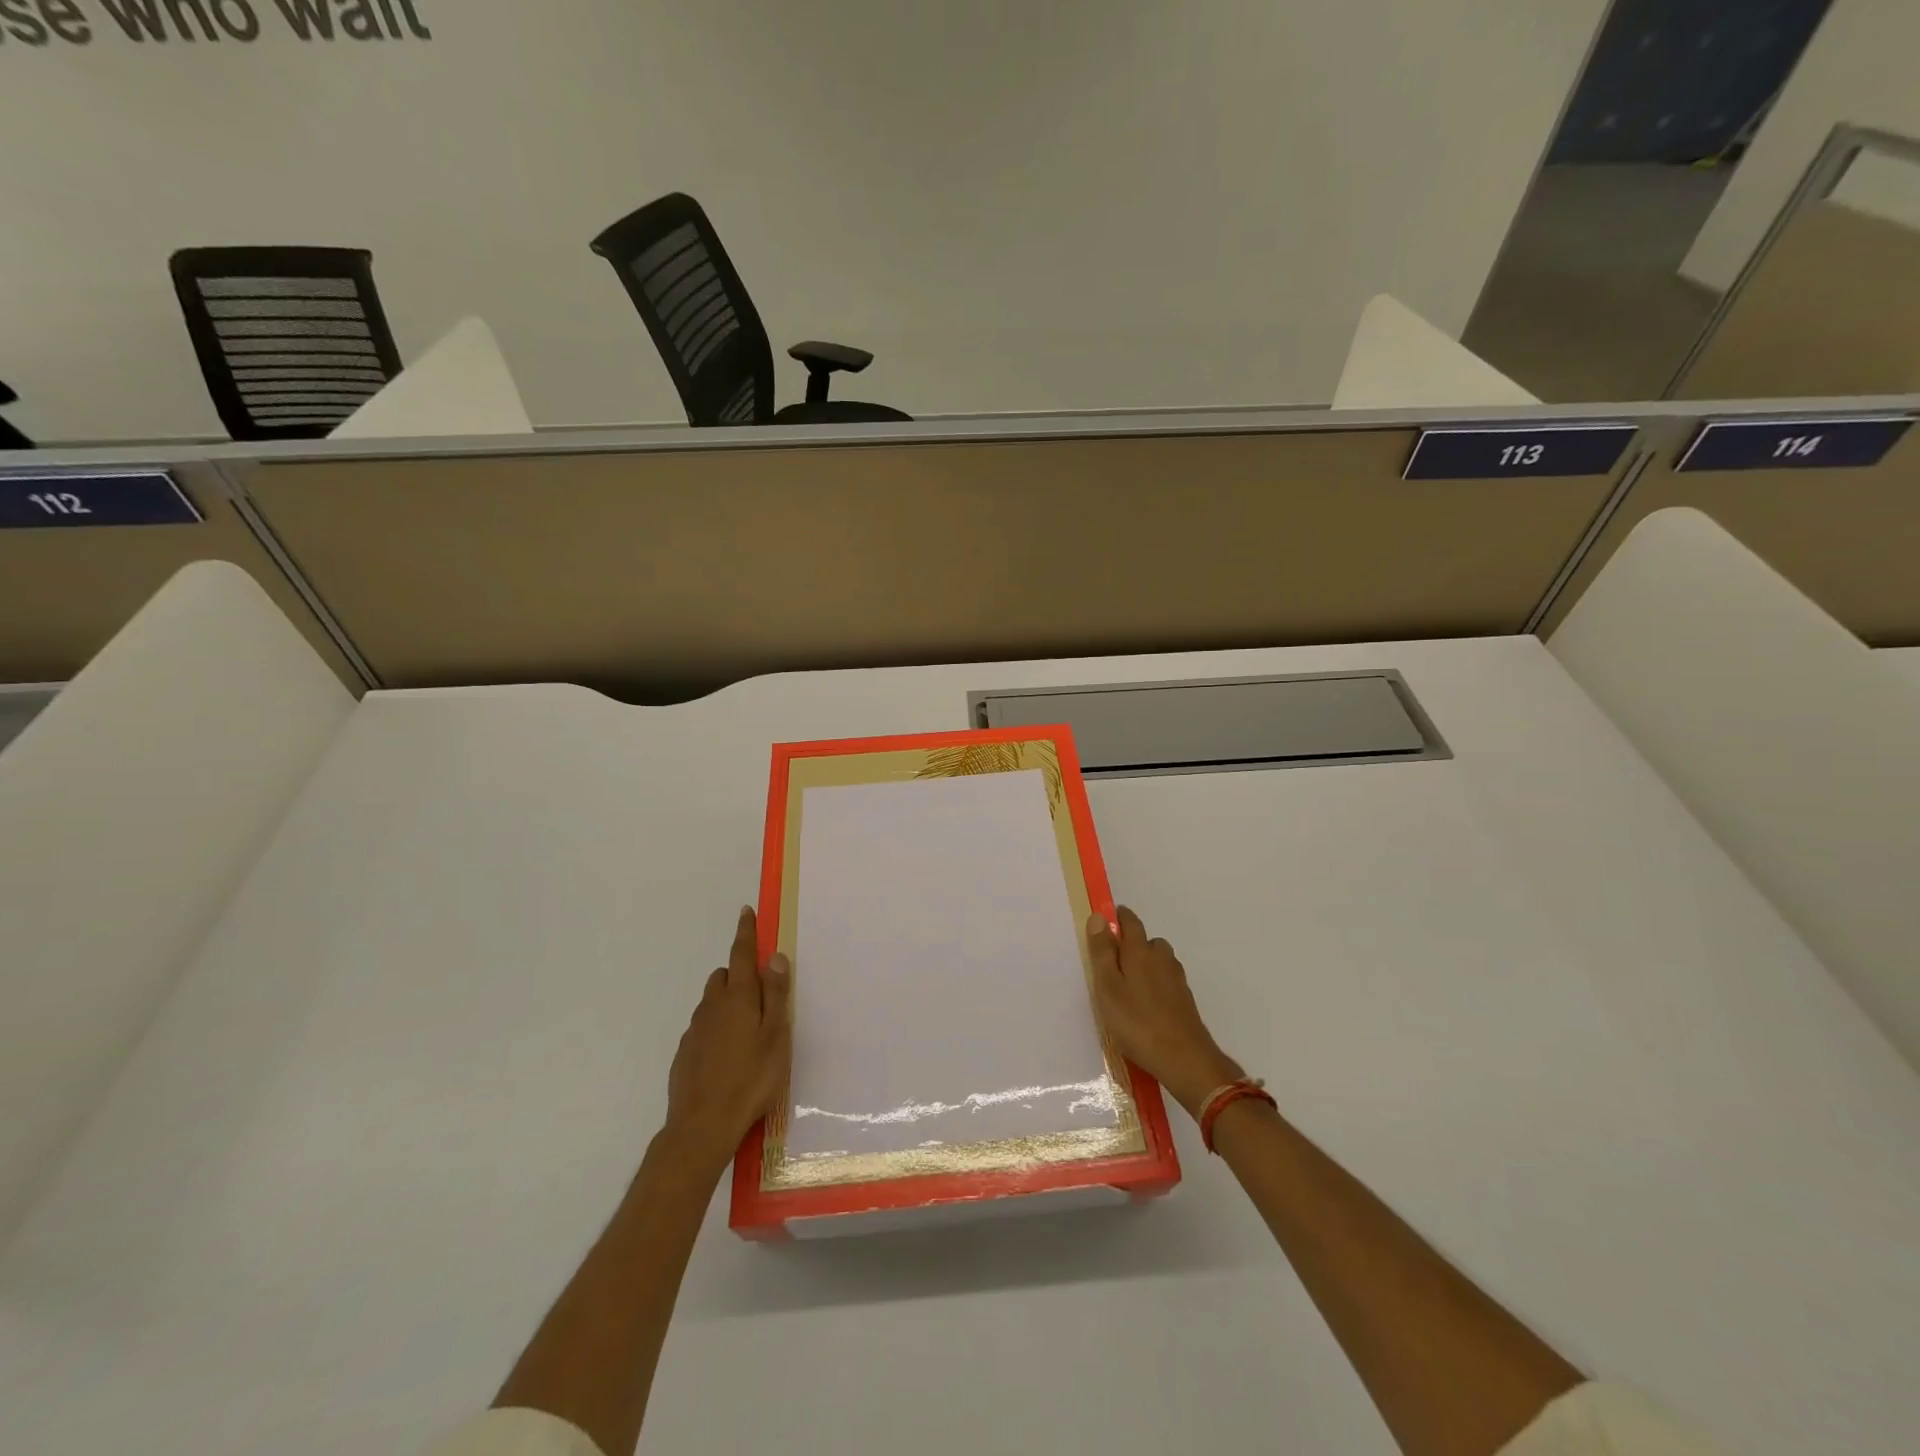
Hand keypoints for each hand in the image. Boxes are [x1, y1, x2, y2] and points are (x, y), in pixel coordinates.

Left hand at [660, 907, 791, 1177]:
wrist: (701, 1127)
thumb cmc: (751, 1079)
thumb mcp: (776, 1036)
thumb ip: (776, 995)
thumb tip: (774, 956)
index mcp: (739, 998)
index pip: (742, 954)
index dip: (745, 932)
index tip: (746, 912)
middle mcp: (713, 1006)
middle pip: (725, 976)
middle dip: (740, 973)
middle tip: (760, 992)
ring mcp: (695, 1030)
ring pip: (712, 1001)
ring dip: (728, 1001)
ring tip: (747, 1028)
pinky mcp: (685, 1052)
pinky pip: (704, 1026)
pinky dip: (717, 1027)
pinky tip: (728, 1054)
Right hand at [1087, 905, 1243, 1120]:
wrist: (1184, 1059)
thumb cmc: (1137, 1022)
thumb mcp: (1108, 987)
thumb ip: (1102, 952)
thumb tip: (1099, 916)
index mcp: (1140, 951)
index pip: (1130, 922)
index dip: (1117, 918)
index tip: (1105, 923)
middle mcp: (1162, 959)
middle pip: (1146, 941)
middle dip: (1130, 945)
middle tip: (1110, 964)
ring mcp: (1176, 979)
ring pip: (1158, 962)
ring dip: (1144, 966)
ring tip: (1126, 987)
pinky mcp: (1184, 1000)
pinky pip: (1165, 981)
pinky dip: (1154, 985)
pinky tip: (1144, 1005)